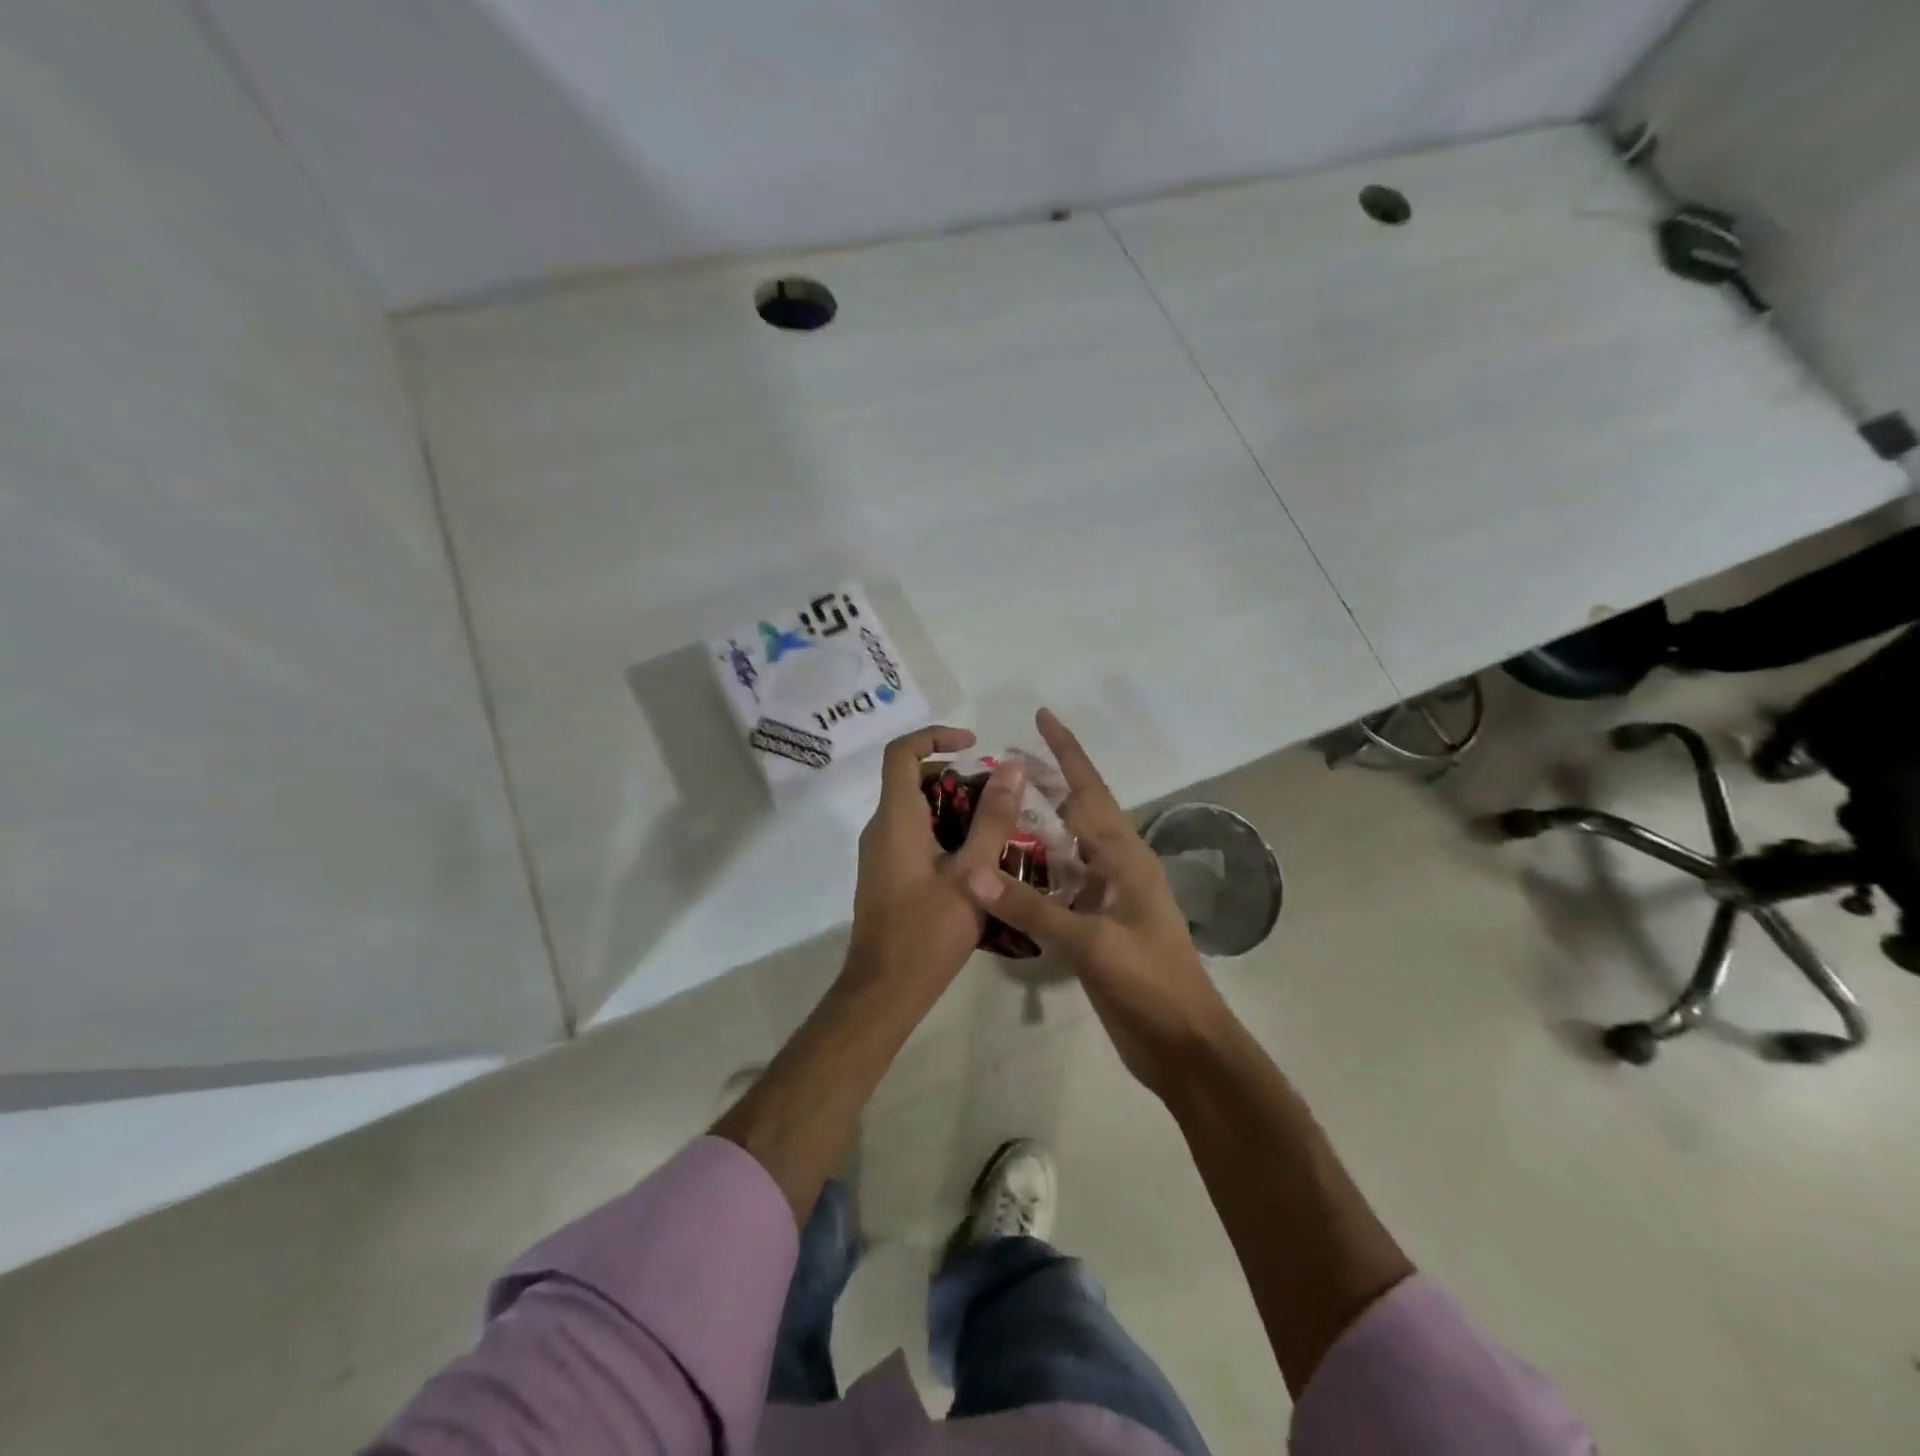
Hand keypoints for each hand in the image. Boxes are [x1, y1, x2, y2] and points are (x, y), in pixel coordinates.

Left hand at [846, 726, 1024, 1001]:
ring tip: (999, 827)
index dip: (935, 735)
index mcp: (896, 819)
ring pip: (917, 810)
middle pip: (913, 779)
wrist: (884, 991)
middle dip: (957, 777)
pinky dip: (945, 832)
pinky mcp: (887, 874)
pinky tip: (979, 860)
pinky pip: (914, 835)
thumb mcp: (972, 872)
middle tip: (1000, 795)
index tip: (974, 743)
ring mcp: (881, 853)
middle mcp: (881, 828)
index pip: (902, 753)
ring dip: (956, 807)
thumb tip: (1012, 767)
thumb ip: (993, 818)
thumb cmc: (928, 931)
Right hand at [962, 709, 1231, 1094]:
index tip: (1043, 716)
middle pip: (1080, 812)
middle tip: (1007, 759)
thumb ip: (1030, 907)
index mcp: (1126, 858)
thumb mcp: (1091, 943)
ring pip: (1069, 850)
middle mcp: (1119, 868)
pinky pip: (1064, 886)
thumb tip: (972, 872)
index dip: (1066, 752)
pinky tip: (1010, 872)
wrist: (1182, 1044)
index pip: (1090, 792)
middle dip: (1049, 782)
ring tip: (1001, 807)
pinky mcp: (1100, 927)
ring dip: (1040, 827)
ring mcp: (1110, 899)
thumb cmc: (1148, 984)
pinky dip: (1038, 872)